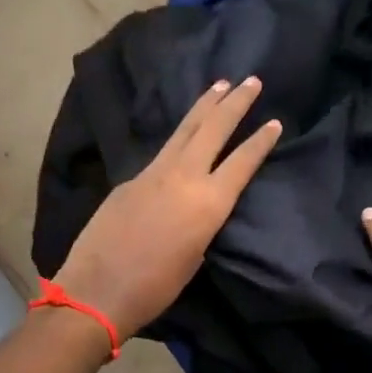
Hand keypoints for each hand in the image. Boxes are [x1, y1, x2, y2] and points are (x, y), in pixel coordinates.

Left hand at [55, 77, 281, 334]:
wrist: (97, 291)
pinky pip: (162, 152)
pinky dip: (179, 137)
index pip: (242, 162)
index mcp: (208, 204)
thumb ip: (202, 225)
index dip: (260, 141)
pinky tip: (183, 135)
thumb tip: (197, 210)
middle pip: (213, 130)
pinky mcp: (129, 180)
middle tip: (251, 81)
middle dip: (235, 103)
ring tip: (219, 85)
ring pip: (184, 131)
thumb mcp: (194, 258)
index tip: (274, 122)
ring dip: (204, 106)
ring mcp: (152, 174)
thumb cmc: (155, 288)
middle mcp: (184, 178)